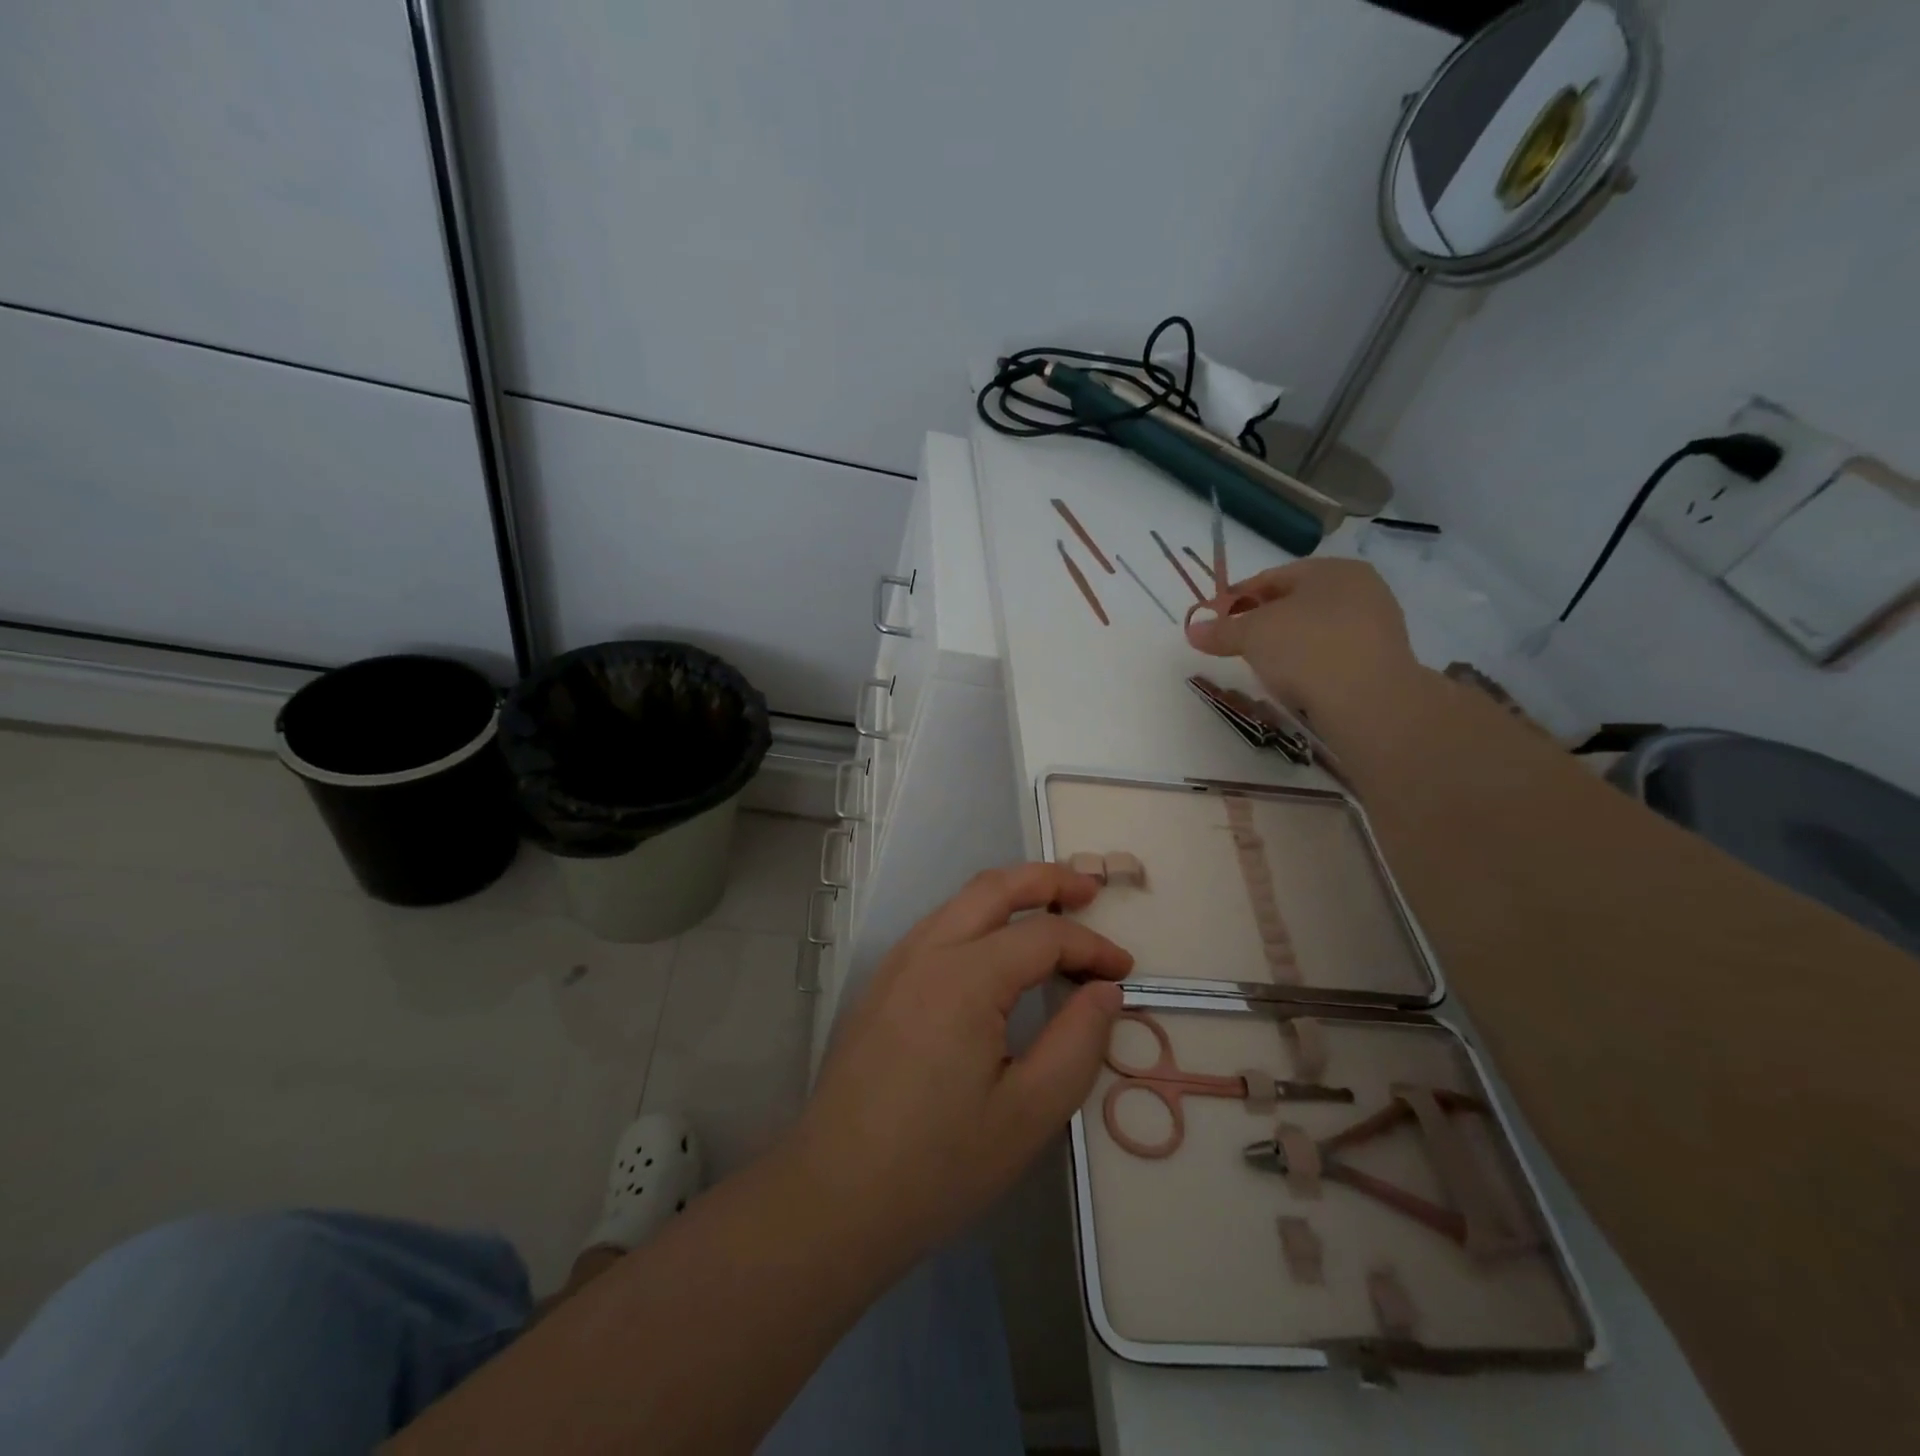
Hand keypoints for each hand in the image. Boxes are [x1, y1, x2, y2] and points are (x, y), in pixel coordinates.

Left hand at [791, 863, 1131, 1262]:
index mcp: (964, 978)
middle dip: (1047, 879)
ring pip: (959, 903)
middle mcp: (926, 953)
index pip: (1043, 936)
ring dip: (1009, 894)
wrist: (833, 1198)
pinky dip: (978, 920)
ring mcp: (895, 966)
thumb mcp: (1029, 1114)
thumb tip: (1105, 991)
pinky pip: (937, 929)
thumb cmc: (938, 1165)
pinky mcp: (880, 987)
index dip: (1091, 947)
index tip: (1125, 972)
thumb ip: (1077, 1042)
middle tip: (1090, 889)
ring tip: (1051, 909)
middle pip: (993, 888)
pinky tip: (996, 951)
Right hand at [1185, 558, 1420, 727]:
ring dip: (1287, 645)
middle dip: (1263, 621)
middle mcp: (1361, 589)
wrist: (1368, 701)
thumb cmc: (1306, 648)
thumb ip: (1221, 630)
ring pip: (1316, 630)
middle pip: (1297, 602)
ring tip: (1263, 667)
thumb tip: (1192, 630)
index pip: (1273, 576)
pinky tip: (1295, 683)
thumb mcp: (1252, 635)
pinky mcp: (1381, 661)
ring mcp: (1376, 626)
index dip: (1238, 597)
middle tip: (1237, 644)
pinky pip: (1333, 655)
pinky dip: (1310, 664)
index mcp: (1332, 569)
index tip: (1216, 620)